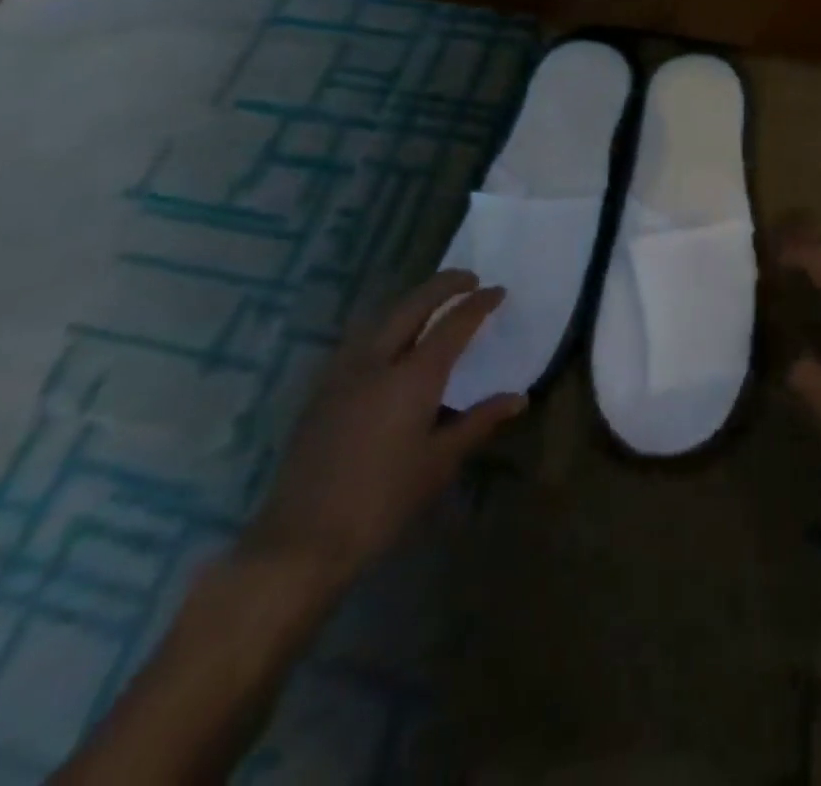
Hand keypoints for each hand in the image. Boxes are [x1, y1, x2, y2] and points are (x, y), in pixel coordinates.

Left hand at [242, 270, 525, 590]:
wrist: (301, 541)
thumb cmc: (382, 502)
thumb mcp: (439, 463)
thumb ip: (479, 422)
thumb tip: (519, 398)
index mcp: (412, 377)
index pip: (453, 324)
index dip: (478, 304)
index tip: (498, 291)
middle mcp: (377, 361)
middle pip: (413, 305)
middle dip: (443, 285)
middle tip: (469, 279)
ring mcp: (344, 373)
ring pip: (382, 317)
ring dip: (412, 301)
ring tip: (433, 303)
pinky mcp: (322, 390)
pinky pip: (361, 340)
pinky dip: (386, 325)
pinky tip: (392, 342)